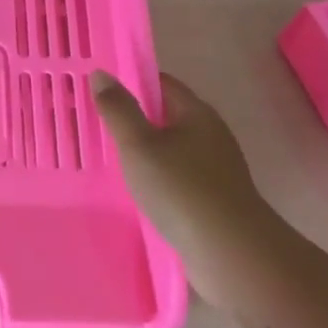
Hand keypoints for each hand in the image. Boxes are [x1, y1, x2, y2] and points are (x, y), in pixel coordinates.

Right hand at [92, 71, 279, 308]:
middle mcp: (210, 134)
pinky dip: (156, 177)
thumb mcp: (139, 144)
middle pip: (167, 115)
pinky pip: (177, 176)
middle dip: (134, 117)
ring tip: (109, 158)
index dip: (131, 82)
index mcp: (197, 112)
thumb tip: (102, 74)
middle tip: (96, 124)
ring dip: (144, 151)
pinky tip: (135, 190)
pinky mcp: (213, 199)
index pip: (161, 83)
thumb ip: (118, 109)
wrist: (231, 253)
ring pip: (171, 148)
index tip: (99, 91)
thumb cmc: (181, 189)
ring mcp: (215, 169)